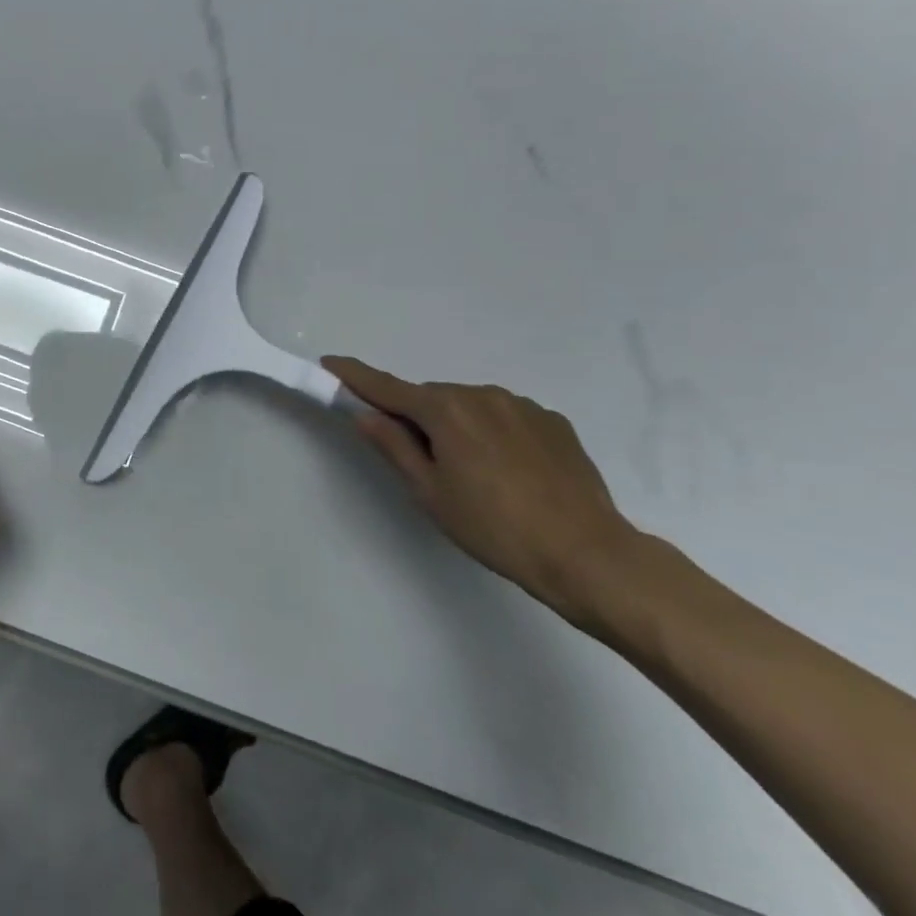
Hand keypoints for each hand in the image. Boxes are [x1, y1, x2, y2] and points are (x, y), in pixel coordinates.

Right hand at [323, 357, 638, 620]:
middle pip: (431, 398)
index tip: (330, 362)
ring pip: (469, 406)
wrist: (585, 553)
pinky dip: (492, 432)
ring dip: (457, 425)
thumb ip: (394, 446)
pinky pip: (505, 417)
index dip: (355, 376)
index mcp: (446, 410)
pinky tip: (508, 471)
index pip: (387, 387)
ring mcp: (522, 405)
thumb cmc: (493, 527)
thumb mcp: (429, 492)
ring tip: (473, 474)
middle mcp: (482, 394)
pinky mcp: (553, 421)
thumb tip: (365, 415)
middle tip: (421, 461)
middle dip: (417, 417)